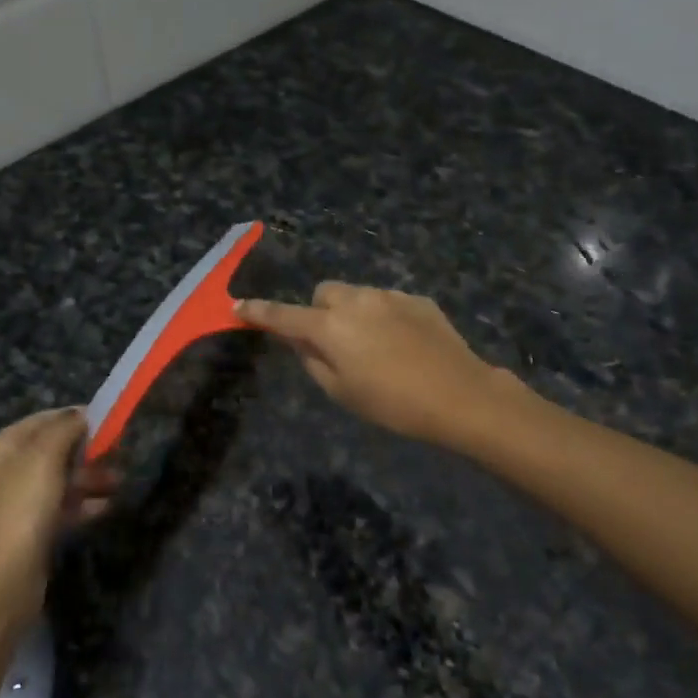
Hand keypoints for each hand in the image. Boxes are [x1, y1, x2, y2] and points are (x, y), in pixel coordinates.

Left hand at [0, 408, 118, 613]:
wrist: (2, 581)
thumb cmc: (22, 509)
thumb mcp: (44, 457)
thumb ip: (64, 429)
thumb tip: (81, 414)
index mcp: (3, 447)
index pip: (43, 420)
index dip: (75, 417)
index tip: (108, 421)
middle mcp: (7, 471)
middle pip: (53, 450)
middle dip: (87, 450)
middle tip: (120, 452)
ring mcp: (18, 503)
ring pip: (61, 480)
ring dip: (90, 478)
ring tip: (120, 481)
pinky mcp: (31, 531)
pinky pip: (62, 507)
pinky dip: (83, 504)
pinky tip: (107, 506)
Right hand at [236, 284, 503, 449]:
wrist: (459, 395)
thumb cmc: (393, 404)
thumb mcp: (342, 392)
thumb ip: (313, 361)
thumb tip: (302, 342)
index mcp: (330, 327)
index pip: (284, 315)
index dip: (259, 312)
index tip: (238, 306)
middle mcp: (356, 301)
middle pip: (324, 293)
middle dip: (320, 311)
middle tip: (332, 342)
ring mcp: (389, 296)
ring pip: (357, 295)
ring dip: (353, 313)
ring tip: (374, 347)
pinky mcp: (417, 299)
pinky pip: (387, 301)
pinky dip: (383, 316)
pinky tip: (403, 344)